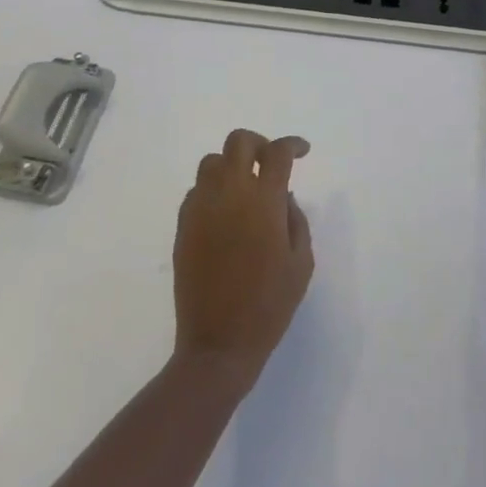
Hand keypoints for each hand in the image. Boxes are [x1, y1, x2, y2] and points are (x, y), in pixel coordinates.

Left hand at [172, 130, 313, 391]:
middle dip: (259, 144)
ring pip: (212, 161)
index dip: (293, 144)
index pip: (278, 153)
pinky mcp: (183, 225)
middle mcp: (230, 193)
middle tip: (270, 162)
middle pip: (239, 142)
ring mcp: (202, 207)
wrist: (218, 344)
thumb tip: (283, 196)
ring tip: (244, 187)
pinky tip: (224, 213)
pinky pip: (196, 190)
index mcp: (264, 201)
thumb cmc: (269, 305)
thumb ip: (296, 220)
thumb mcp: (301, 263)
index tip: (302, 151)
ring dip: (232, 165)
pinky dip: (213, 190)